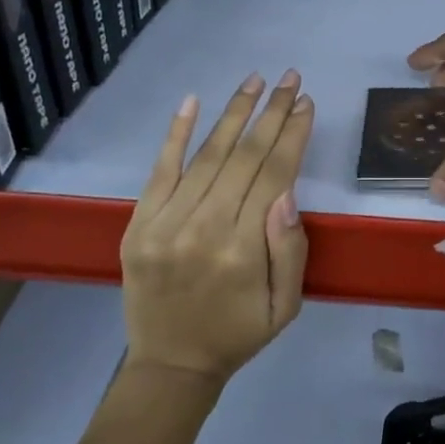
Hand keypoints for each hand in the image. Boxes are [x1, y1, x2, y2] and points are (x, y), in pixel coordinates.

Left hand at [120, 70, 314, 382]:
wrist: (169, 365)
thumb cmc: (238, 333)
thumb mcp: (286, 306)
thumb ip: (290, 250)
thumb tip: (287, 191)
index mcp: (243, 250)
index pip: (274, 174)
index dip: (292, 135)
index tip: (306, 103)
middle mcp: (203, 228)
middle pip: (244, 156)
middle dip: (272, 112)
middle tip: (290, 79)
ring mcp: (165, 223)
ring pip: (207, 155)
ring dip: (234, 112)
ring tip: (256, 80)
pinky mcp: (138, 223)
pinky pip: (160, 170)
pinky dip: (176, 133)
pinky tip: (193, 101)